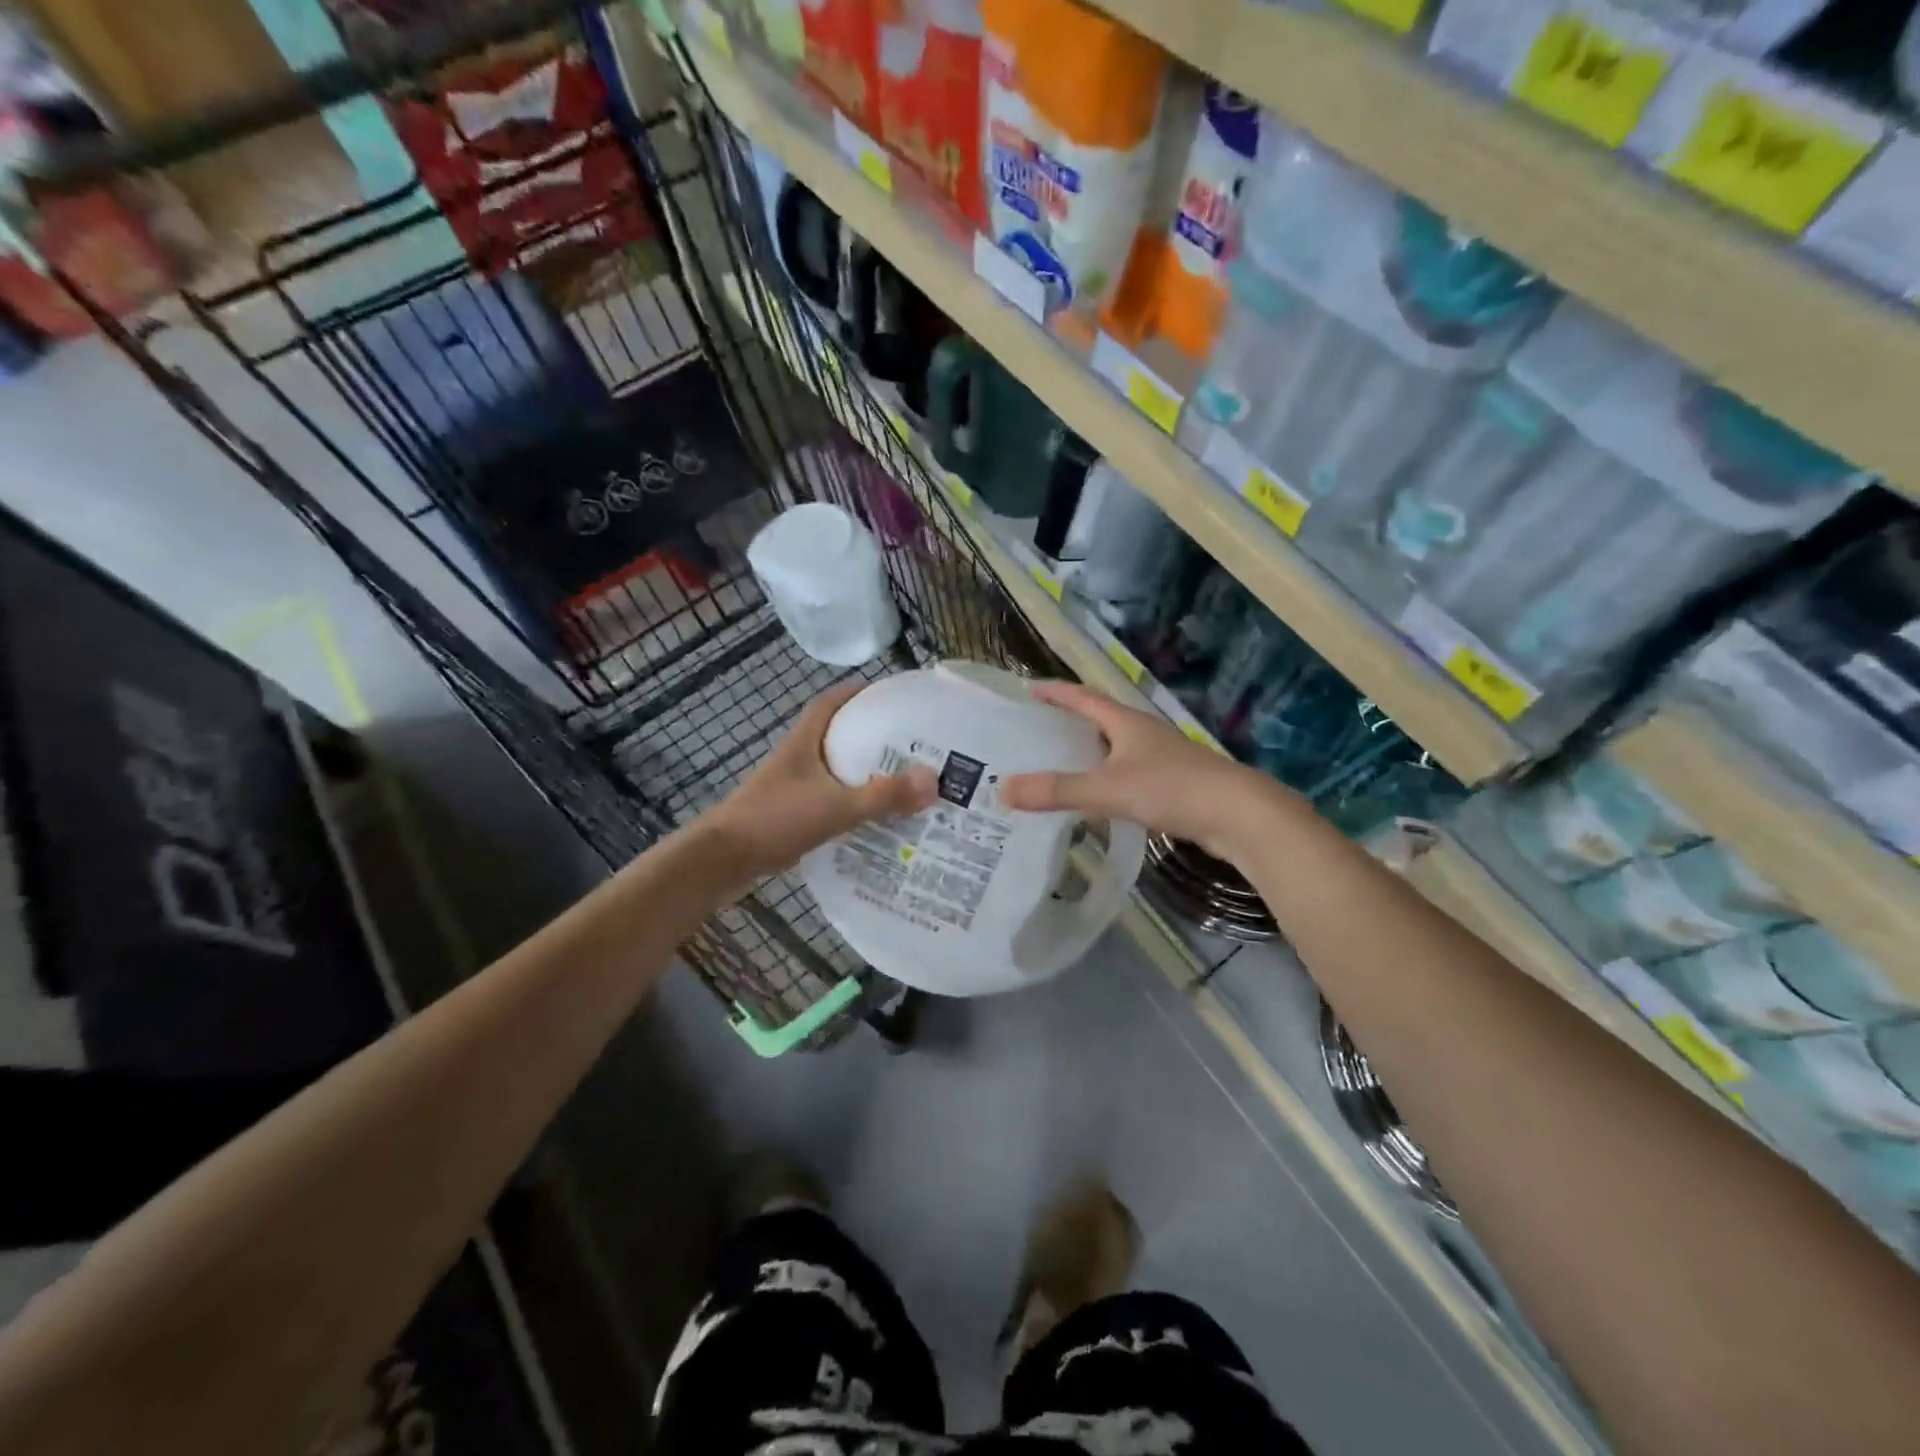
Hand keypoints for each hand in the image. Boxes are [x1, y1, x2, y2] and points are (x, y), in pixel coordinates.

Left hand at [701, 680, 936, 885]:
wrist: (721, 861)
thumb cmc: (774, 820)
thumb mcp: (835, 807)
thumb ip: (883, 796)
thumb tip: (934, 780)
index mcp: (804, 742)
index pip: (830, 703)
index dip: (857, 693)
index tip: (889, 694)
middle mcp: (797, 758)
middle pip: (837, 736)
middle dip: (871, 736)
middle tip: (911, 743)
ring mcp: (791, 787)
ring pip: (834, 771)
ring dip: (862, 773)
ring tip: (901, 781)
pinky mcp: (789, 814)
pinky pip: (829, 800)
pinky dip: (850, 803)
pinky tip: (874, 818)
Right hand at [998, 682, 1288, 859]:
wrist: (1239, 815)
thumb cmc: (1171, 789)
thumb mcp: (1108, 789)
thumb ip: (1057, 790)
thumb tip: (1003, 789)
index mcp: (1127, 722)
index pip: (1083, 697)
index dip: (1056, 692)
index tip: (1029, 689)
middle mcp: (1144, 733)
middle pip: (1100, 720)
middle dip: (1069, 722)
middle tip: (1035, 732)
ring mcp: (1162, 758)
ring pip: (1116, 749)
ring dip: (1089, 753)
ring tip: (1058, 765)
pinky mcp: (1174, 784)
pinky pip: (1129, 774)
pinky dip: (1107, 779)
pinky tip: (1098, 799)